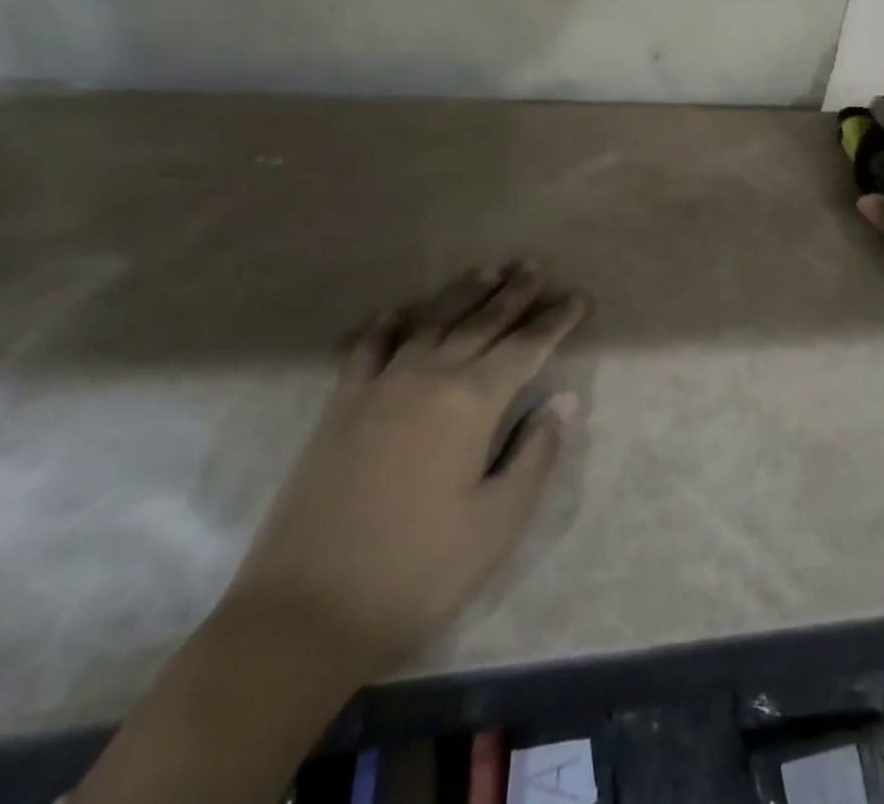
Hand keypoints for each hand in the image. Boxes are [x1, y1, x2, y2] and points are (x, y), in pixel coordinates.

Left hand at [220, 262, 585, 687]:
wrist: (304, 615)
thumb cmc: (418, 572)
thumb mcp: (498, 523)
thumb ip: (535, 453)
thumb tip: (563, 400)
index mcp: (471, 402)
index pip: (526, 347)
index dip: (555, 321)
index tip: (578, 298)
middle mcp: (428, 377)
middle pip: (480, 322)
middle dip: (513, 293)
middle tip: (533, 267)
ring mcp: (379, 387)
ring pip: (430, 322)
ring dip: (462, 293)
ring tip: (486, 270)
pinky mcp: (340, 407)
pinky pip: (368, 348)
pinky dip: (388, 324)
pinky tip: (397, 312)